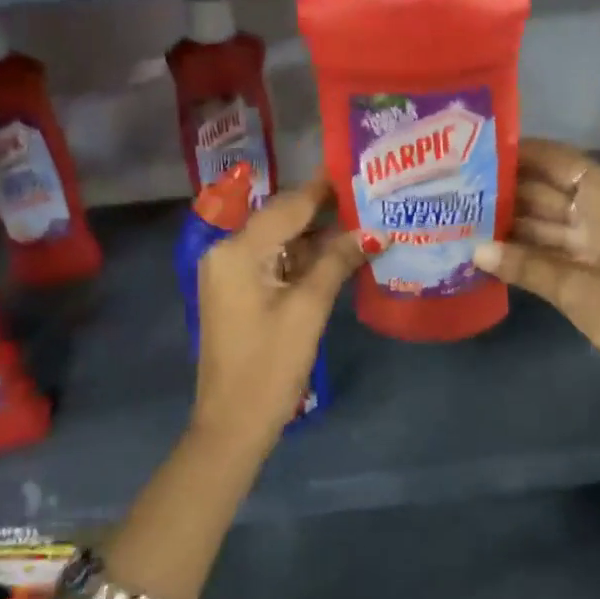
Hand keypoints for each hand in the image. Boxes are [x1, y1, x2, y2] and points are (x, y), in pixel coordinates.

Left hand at [192, 174, 365, 453]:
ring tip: (362, 227)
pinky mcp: (237, 294)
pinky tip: (337, 258)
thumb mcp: (308, 310)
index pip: (287, 207)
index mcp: (237, 250)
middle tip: (368, 202)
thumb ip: (337, 262)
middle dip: (324, 214)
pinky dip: (302, 261)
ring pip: (279, 243)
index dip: (324, 190)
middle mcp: (226, 252)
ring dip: (316, 239)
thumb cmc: (269, 366)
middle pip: (281, 221)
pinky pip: (273, 264)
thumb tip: (373, 232)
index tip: (358, 173)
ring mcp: (229, 274)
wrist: (233, 425)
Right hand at [472, 139, 599, 447]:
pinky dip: (527, 249)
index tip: (470, 153)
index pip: (554, 158)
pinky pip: (555, 245)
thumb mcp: (576, 288)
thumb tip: (475, 249)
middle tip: (453, 190)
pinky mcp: (598, 263)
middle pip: (546, 188)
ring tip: (461, 218)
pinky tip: (489, 251)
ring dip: (510, 222)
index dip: (515, 152)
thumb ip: (524, 265)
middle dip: (504, 190)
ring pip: (547, 218)